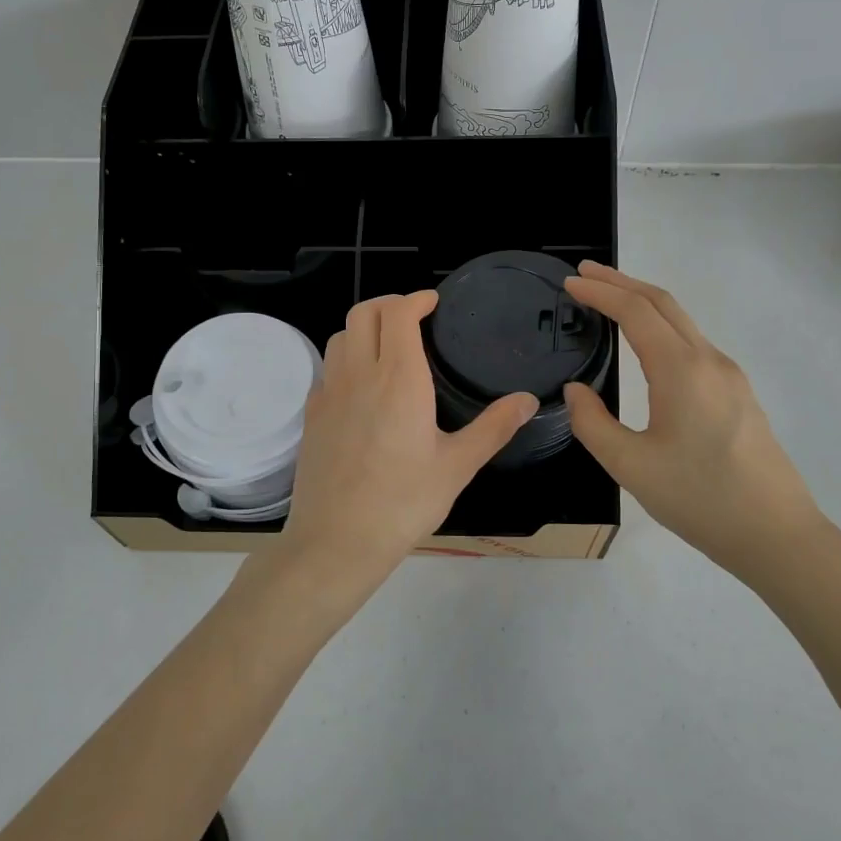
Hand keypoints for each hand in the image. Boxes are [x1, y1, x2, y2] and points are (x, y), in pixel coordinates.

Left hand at [259, 292, 536, 620]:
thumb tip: (528, 400)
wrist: (336, 541)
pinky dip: (346, 359)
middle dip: (388, 303)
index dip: (415, 299)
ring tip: (387, 346)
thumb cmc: (403, 503)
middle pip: (363, 313)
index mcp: (399, 380)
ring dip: (364, 328)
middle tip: (412, 316)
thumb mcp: (457, 466)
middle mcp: (360, 375)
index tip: (432, 302)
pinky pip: (327, 369)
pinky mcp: (312, 415)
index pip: (398, 314)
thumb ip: (494, 427)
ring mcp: (329, 394)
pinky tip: (362, 387)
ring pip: (340, 337)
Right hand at [562, 262, 831, 584]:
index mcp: (682, 371)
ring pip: (682, 321)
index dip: (600, 292)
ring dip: (643, 302)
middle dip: (622, 282)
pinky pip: (693, 342)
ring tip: (609, 300)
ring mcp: (729, 376)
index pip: (636, 312)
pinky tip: (647, 343)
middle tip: (584, 274)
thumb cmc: (700, 499)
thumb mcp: (630, 466)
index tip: (569, 283)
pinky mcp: (738, 394)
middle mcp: (709, 361)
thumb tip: (575, 391)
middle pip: (663, 303)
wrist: (777, 535)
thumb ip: (592, 423)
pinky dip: (662, 326)